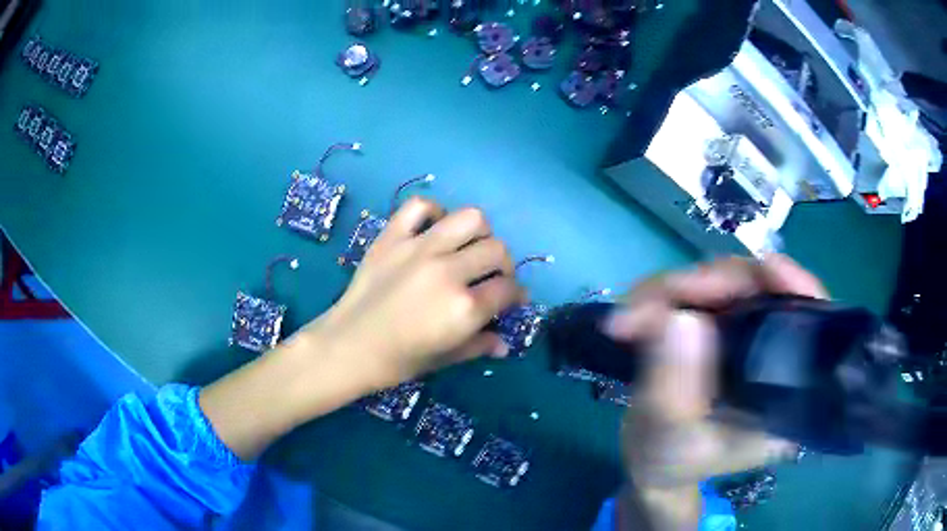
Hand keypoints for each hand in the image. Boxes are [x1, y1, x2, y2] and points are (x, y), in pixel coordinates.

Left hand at [200, 198, 521, 459]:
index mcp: (464, 308)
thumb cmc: (398, 360)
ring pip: (470, 219)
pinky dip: (433, 212)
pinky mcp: (392, 237)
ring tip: (469, 248)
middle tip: (493, 278)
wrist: (348, 346)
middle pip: (497, 250)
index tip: (512, 300)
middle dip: (504, 265)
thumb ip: (480, 345)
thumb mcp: (445, 358)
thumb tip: (505, 343)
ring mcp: (418, 249)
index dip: (516, 295)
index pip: (508, 289)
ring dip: (480, 233)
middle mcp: (448, 272)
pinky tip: (434, 230)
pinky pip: (420, 206)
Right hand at [605, 255, 826, 528]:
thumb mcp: (670, 437)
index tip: (767, 268)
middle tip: (653, 302)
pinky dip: (666, 296)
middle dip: (707, 285)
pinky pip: (700, 293)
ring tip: (630, 314)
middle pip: (760, 290)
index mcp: (785, 391)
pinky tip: (637, 310)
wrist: (654, 466)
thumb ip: (675, 384)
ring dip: (675, 289)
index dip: (796, 288)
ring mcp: (747, 337)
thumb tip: (679, 316)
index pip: (809, 323)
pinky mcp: (721, 328)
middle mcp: (774, 355)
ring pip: (725, 283)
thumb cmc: (671, 463)